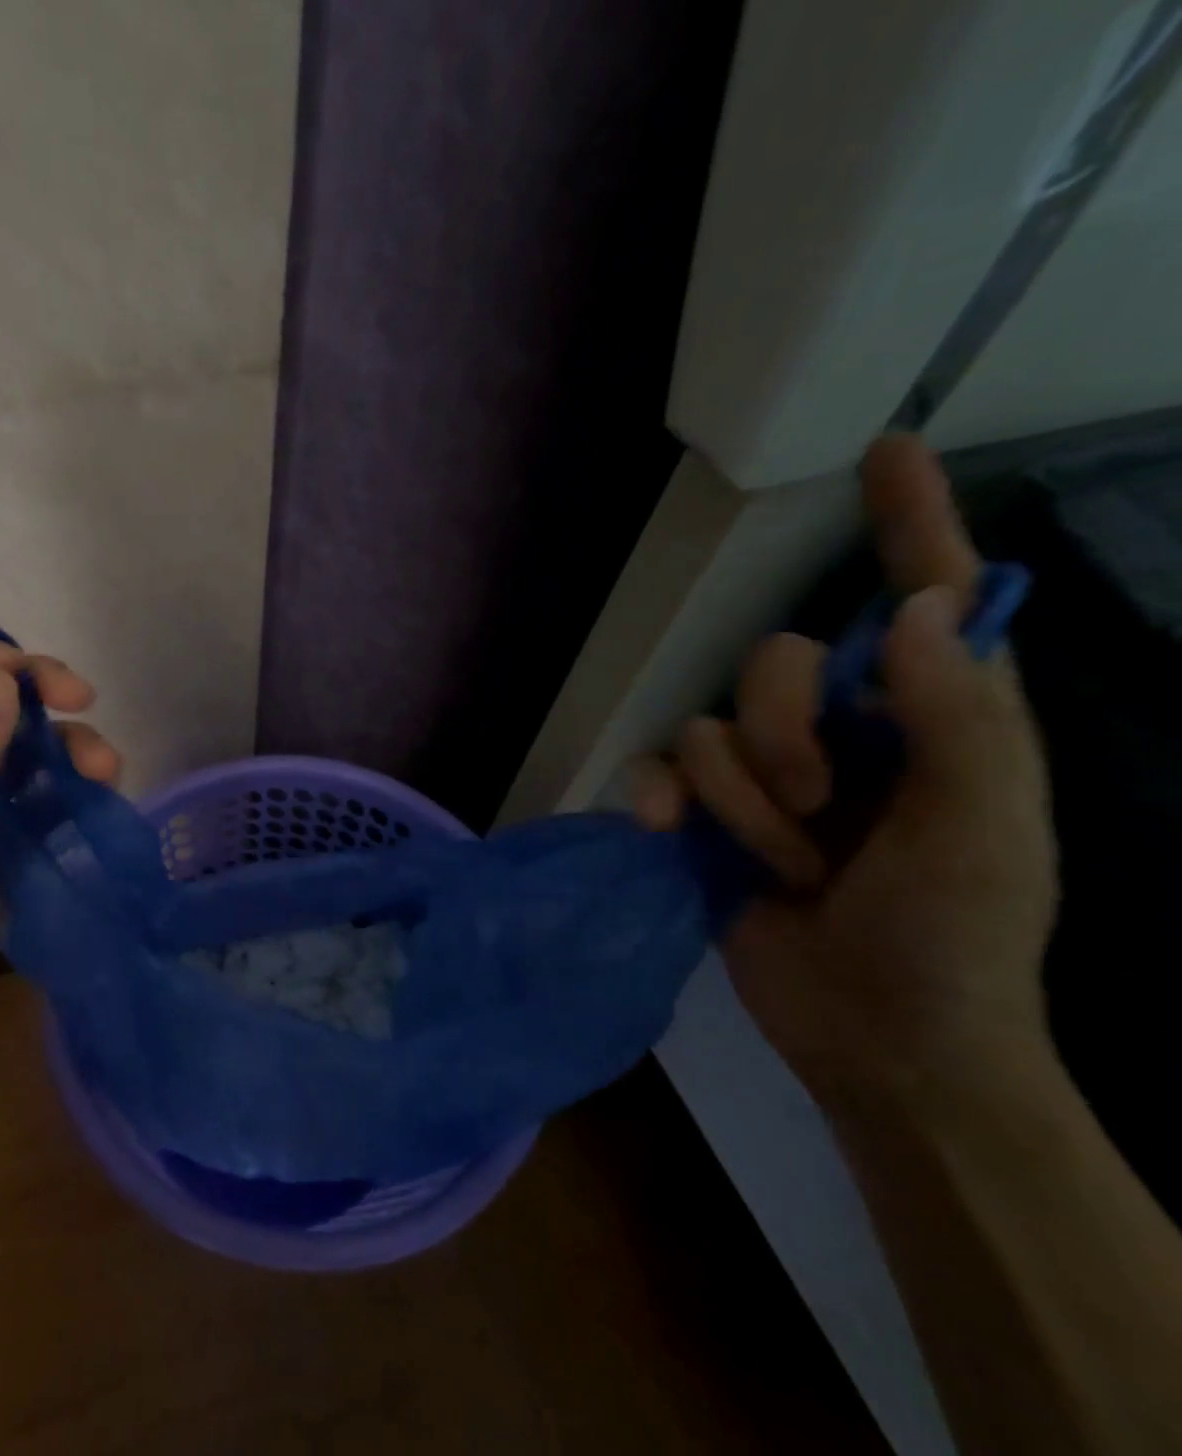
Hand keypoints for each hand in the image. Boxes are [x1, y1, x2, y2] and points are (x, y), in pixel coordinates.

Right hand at [635, 437, 1059, 1104]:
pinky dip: (662, 798)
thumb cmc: (957, 938)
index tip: (887, 452)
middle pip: (774, 664)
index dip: (910, 524)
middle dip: (783, 732)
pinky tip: (666, 831)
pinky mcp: (706, 813)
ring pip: (710, 726)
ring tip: (782, 861)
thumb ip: (957, 720)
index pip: (925, 600)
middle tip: (818, 803)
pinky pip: (659, 771)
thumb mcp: (984, 835)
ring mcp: (767, 775)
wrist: (876, 1035)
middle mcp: (846, 732)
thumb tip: (914, 609)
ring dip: (741, 799)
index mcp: (933, 721)